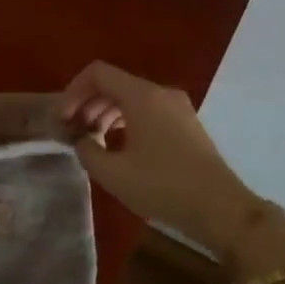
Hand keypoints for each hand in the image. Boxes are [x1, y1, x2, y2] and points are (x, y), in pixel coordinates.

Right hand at [60, 62, 284, 278]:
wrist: (222, 210)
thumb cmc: (163, 187)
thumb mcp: (113, 173)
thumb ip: (87, 150)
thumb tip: (81, 140)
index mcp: (142, 96)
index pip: (98, 73)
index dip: (73, 91)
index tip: (62, 119)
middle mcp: (161, 93)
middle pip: (114, 84)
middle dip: (87, 103)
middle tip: (71, 131)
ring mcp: (177, 107)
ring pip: (131, 98)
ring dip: (105, 112)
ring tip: (91, 140)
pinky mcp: (186, 124)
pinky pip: (147, 110)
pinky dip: (125, 120)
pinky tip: (117, 146)